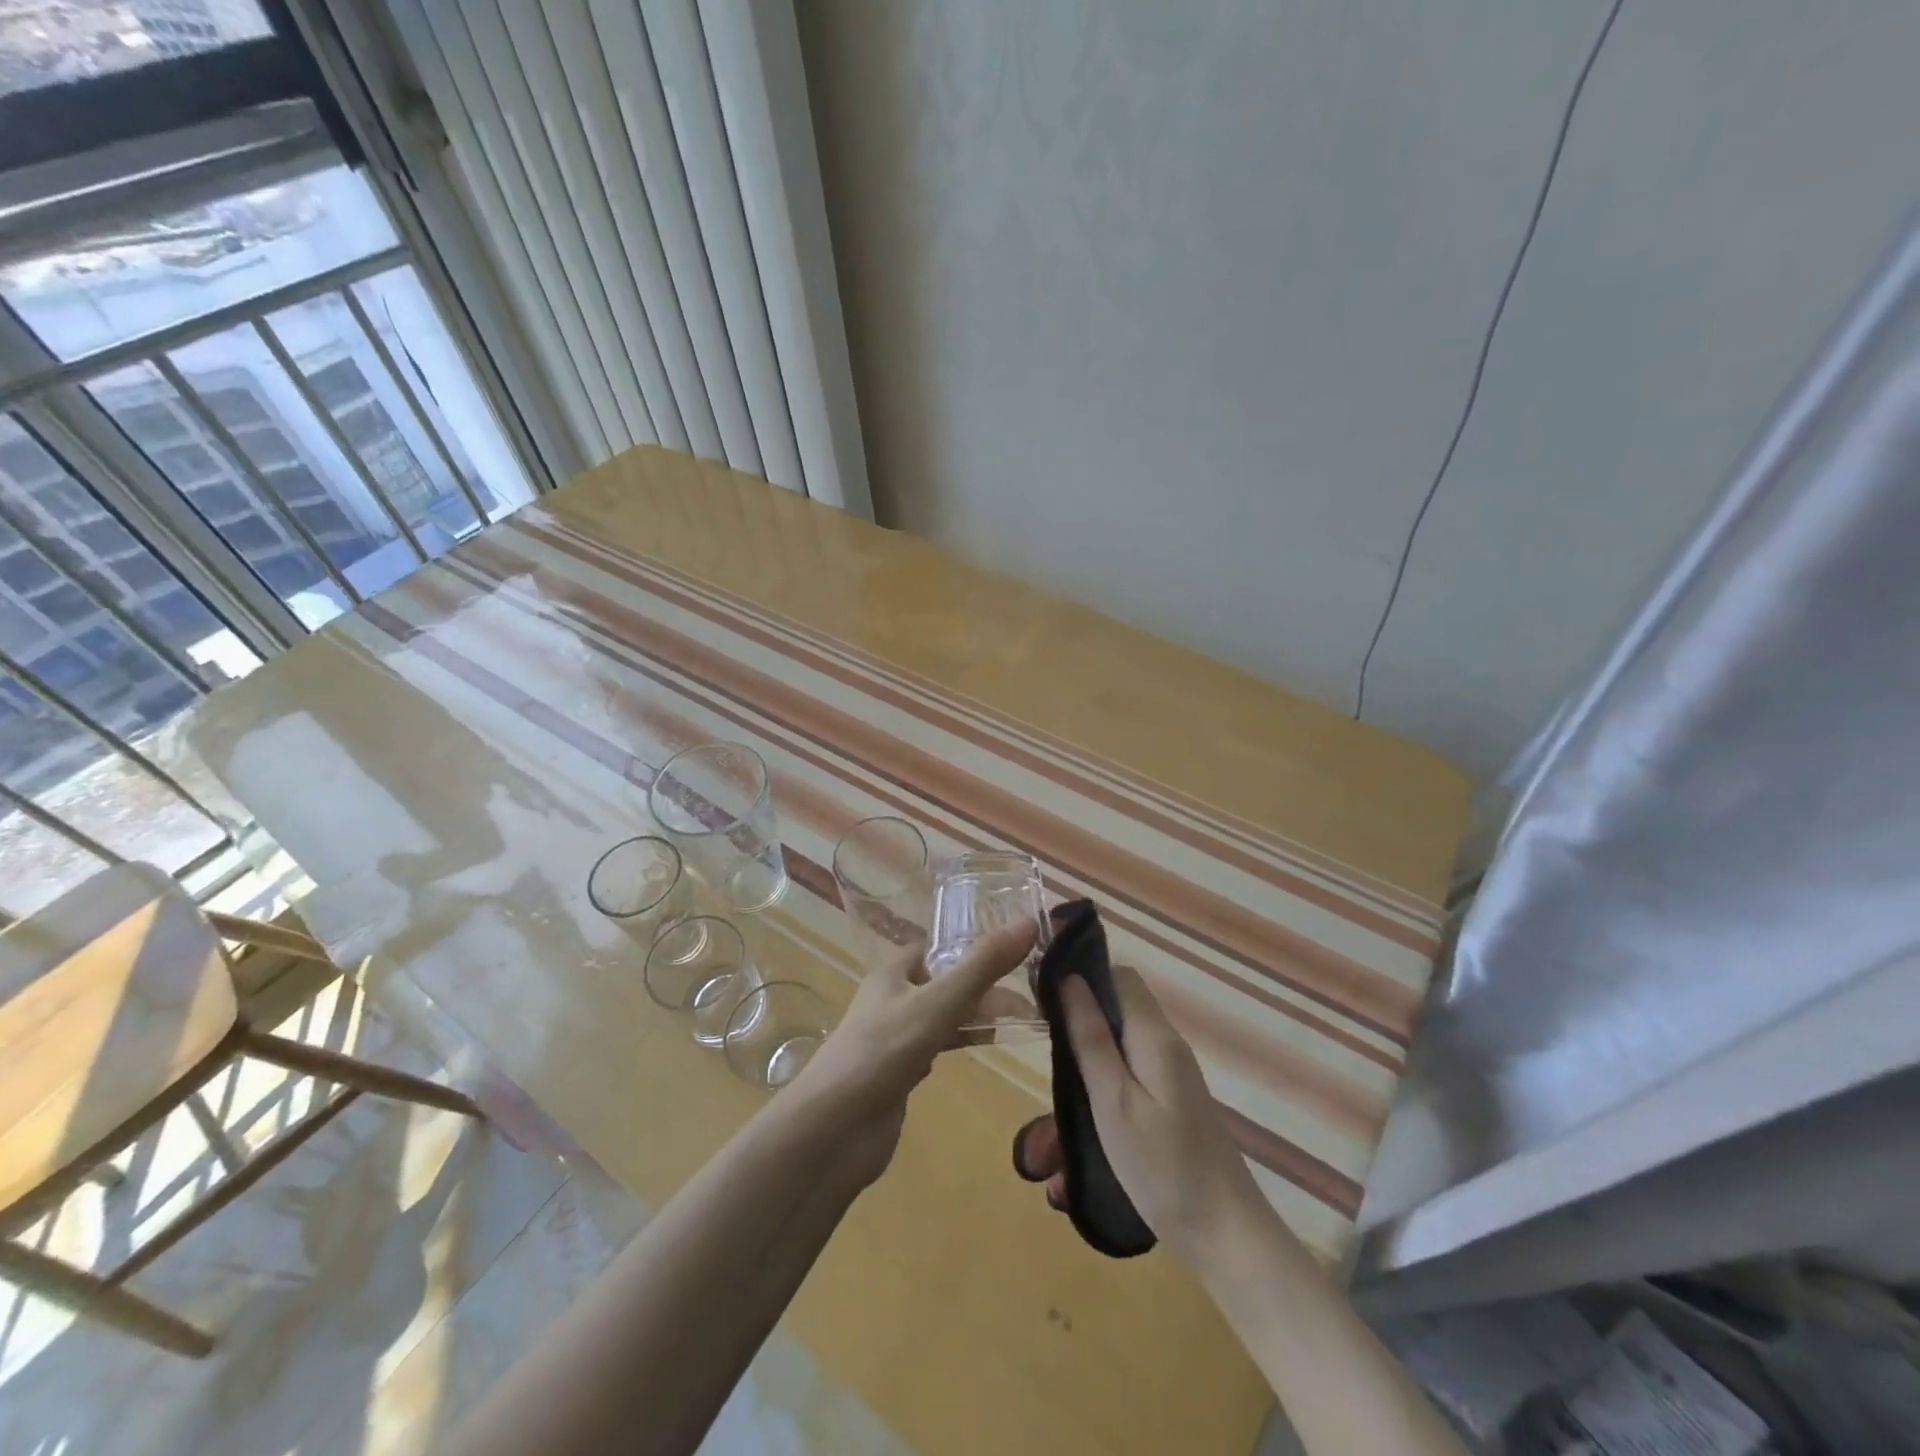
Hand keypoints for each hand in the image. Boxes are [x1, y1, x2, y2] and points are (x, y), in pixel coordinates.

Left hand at [789, 921, 1037, 1185]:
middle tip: (1031, 988)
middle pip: (943, 981)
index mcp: (893, 972)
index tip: (1015, 945)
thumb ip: (983, 966)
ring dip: (974, 1015)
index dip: (970, 943)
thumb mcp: (939, 1002)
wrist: (834, 1130)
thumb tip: (1029, 923)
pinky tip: (980, 1049)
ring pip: (941, 1016)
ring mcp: (893, 1039)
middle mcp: (891, 999)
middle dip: (981, 983)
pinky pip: (934, 1048)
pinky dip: (958, 1044)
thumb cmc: (884, 1051)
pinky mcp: (897, 1075)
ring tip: (1020, 1017)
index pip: (936, 947)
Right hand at [1013, 964, 1265, 1271]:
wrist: (1226, 1236)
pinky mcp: (1172, 1099)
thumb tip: (1069, 978)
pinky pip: (1131, 1069)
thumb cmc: (1163, 1168)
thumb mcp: (1114, 1102)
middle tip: (1043, 1046)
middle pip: (1118, 1005)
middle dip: (1079, 1017)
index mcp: (1154, 1036)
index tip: (1042, 996)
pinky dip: (1103, 1078)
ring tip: (1055, 1087)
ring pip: (1121, 1039)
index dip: (1081, 975)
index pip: (1118, 976)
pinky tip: (1083, 1113)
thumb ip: (1091, 1038)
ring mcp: (1172, 1073)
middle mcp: (1166, 1044)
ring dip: (1088, 1052)